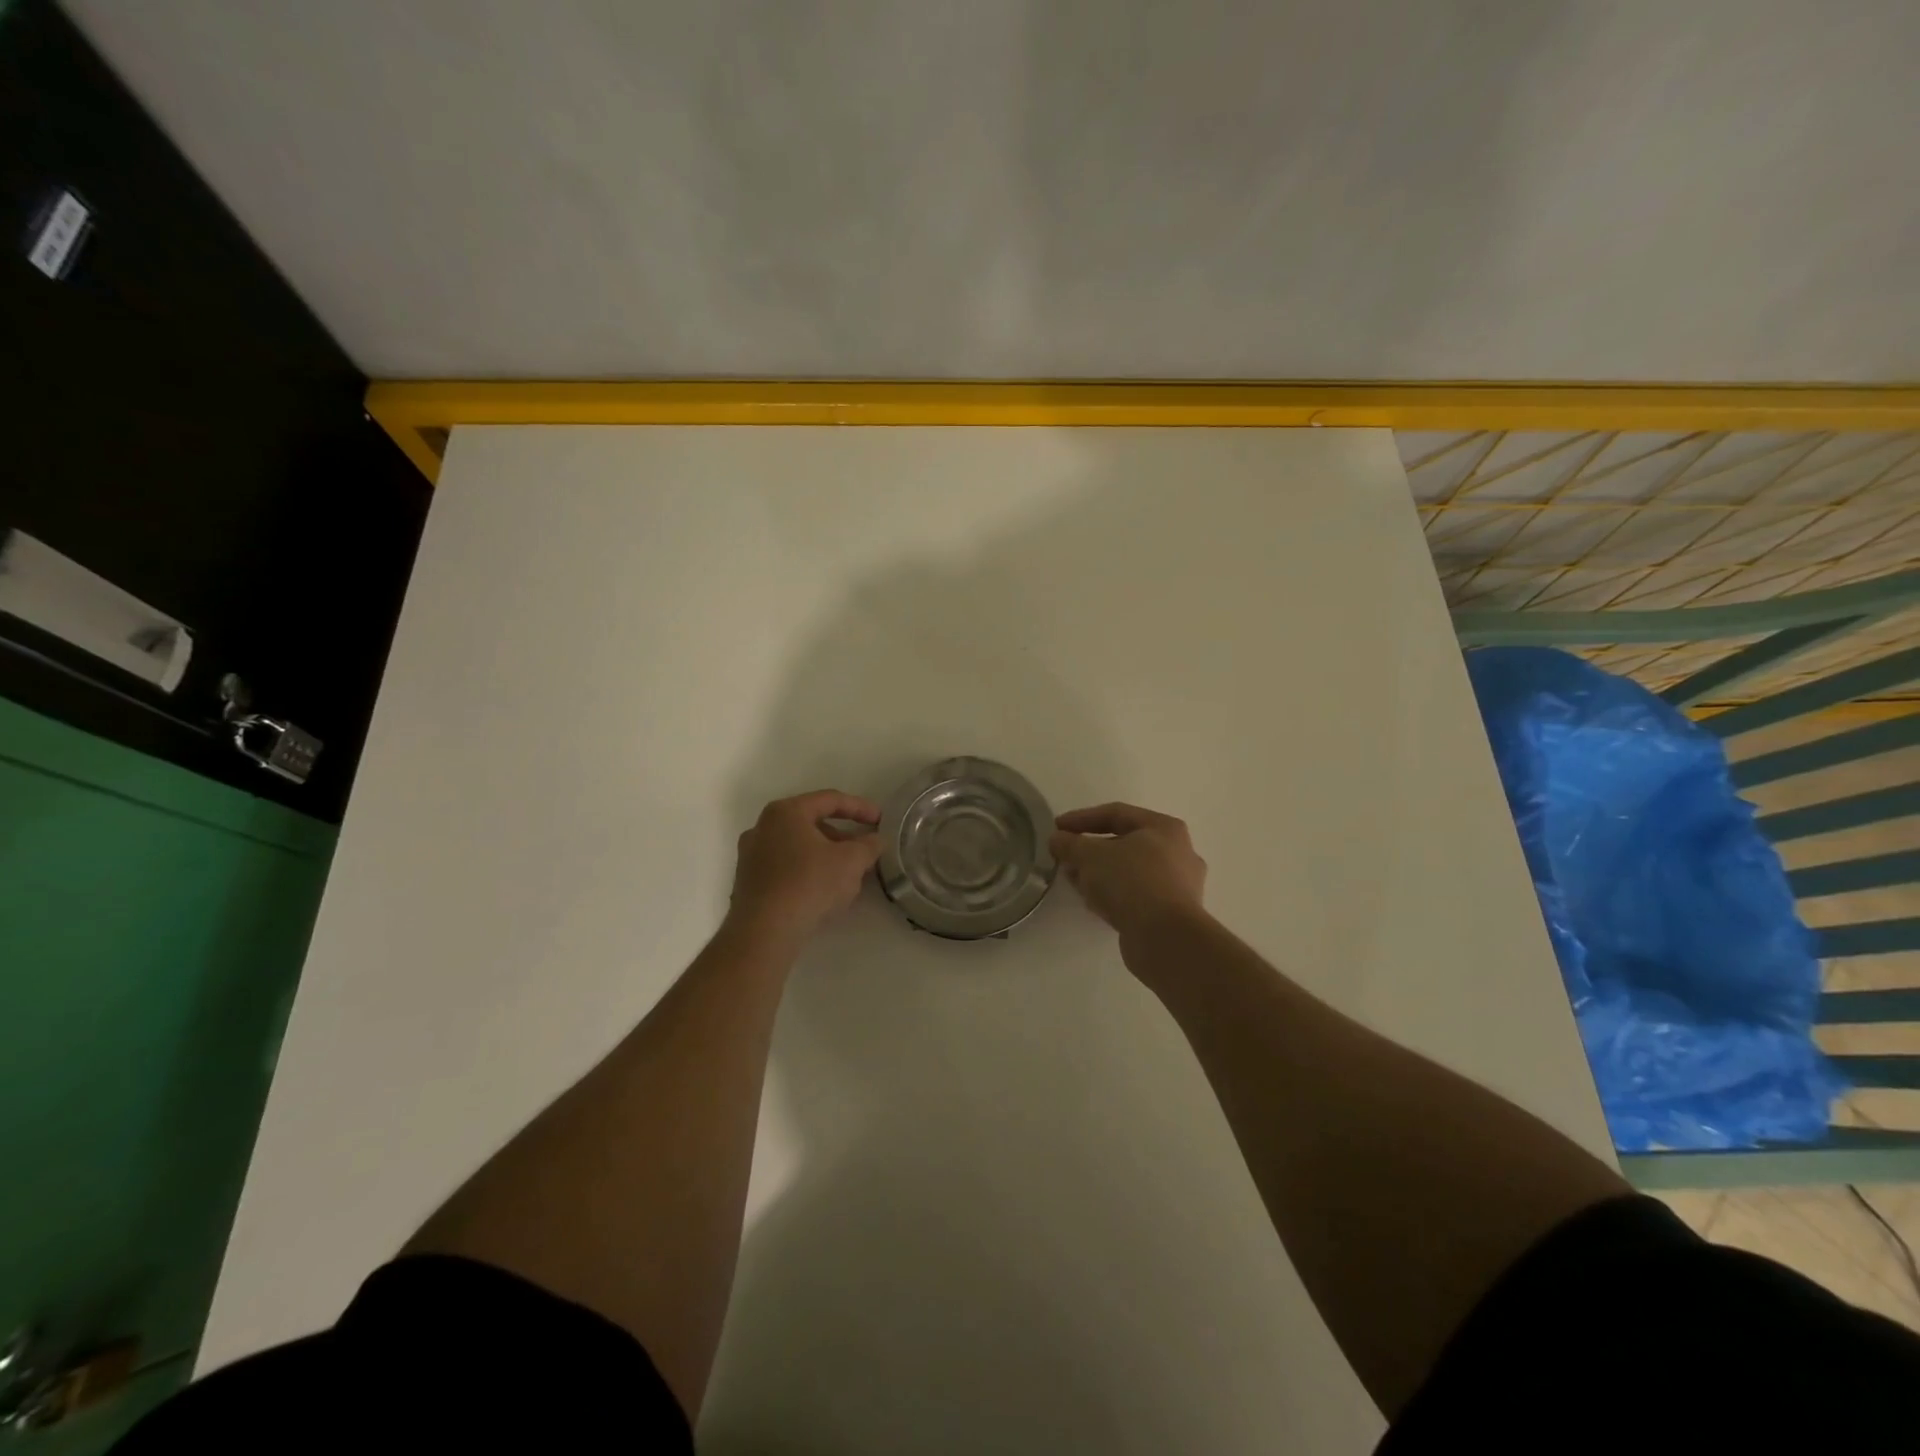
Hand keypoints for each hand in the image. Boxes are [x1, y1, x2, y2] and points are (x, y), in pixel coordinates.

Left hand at [727, 790, 882, 948]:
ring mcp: (751, 854)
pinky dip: (807, 870)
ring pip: (798, 846)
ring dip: (826, 854)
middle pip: (812, 822)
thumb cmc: (809, 884)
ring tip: (848, 873)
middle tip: (864, 850)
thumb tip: (876, 840)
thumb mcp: (851, 862)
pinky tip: (823, 890)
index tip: (880, 820)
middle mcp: (763, 826)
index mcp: (786, 812)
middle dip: (842, 835)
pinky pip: (785, 866)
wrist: (764, 931)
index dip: (860, 808)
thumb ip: (868, 845)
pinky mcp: (748, 881)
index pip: (830, 800)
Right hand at [1049, 802, 1207, 944]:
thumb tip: (1057, 839)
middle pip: (1125, 843)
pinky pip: (1136, 895)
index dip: (1082, 818)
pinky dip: (1113, 894)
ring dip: (1100, 873)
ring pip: (1130, 871)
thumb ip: (1070, 843)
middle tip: (1065, 856)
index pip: (1116, 813)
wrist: (1165, 938)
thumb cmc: (1131, 881)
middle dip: (1090, 849)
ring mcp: (1178, 885)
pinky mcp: (1172, 914)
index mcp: (1164, 828)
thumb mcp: (1090, 856)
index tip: (1056, 827)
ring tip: (1073, 880)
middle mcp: (1178, 852)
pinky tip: (1091, 902)